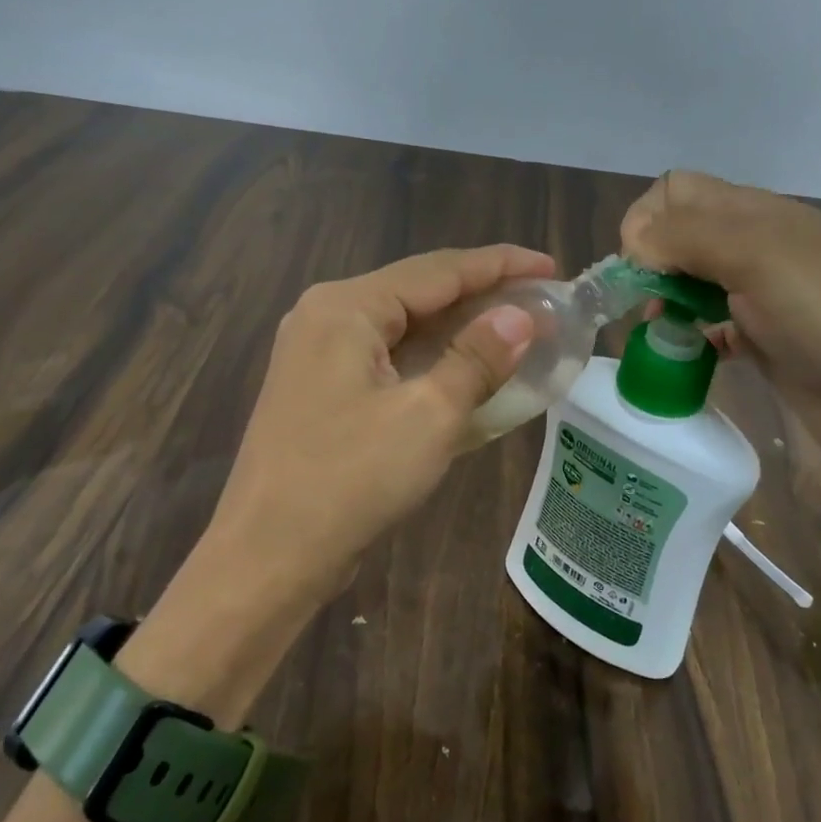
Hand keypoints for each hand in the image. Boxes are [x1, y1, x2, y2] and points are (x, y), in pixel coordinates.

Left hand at [205, 246, 555, 606]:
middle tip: (540, 301)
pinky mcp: (320, 389)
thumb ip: (477, 359)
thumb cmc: (350, 479)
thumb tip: (521, 317)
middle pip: (417, 292)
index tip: (550, 266)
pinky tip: (464, 368)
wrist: (269, 556)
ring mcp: (317, 354)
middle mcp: (326, 316)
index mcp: (346, 307)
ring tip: (514, 330)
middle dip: (480, 295)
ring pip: (402, 327)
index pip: (437, 270)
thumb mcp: (428, 416)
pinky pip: (386, 358)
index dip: (499, 265)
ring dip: (457, 329)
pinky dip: (429, 360)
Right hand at [620, 171, 820, 481]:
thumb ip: (686, 237)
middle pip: (681, 235)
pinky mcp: (766, 344)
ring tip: (661, 331)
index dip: (647, 220)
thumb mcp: (756, 256)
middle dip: (651, 263)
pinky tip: (691, 355)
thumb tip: (634, 244)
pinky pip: (712, 329)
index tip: (640, 265)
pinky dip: (692, 337)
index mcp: (755, 214)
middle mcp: (756, 247)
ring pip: (692, 283)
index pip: (678, 190)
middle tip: (646, 302)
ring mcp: (763, 298)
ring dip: (667, 301)